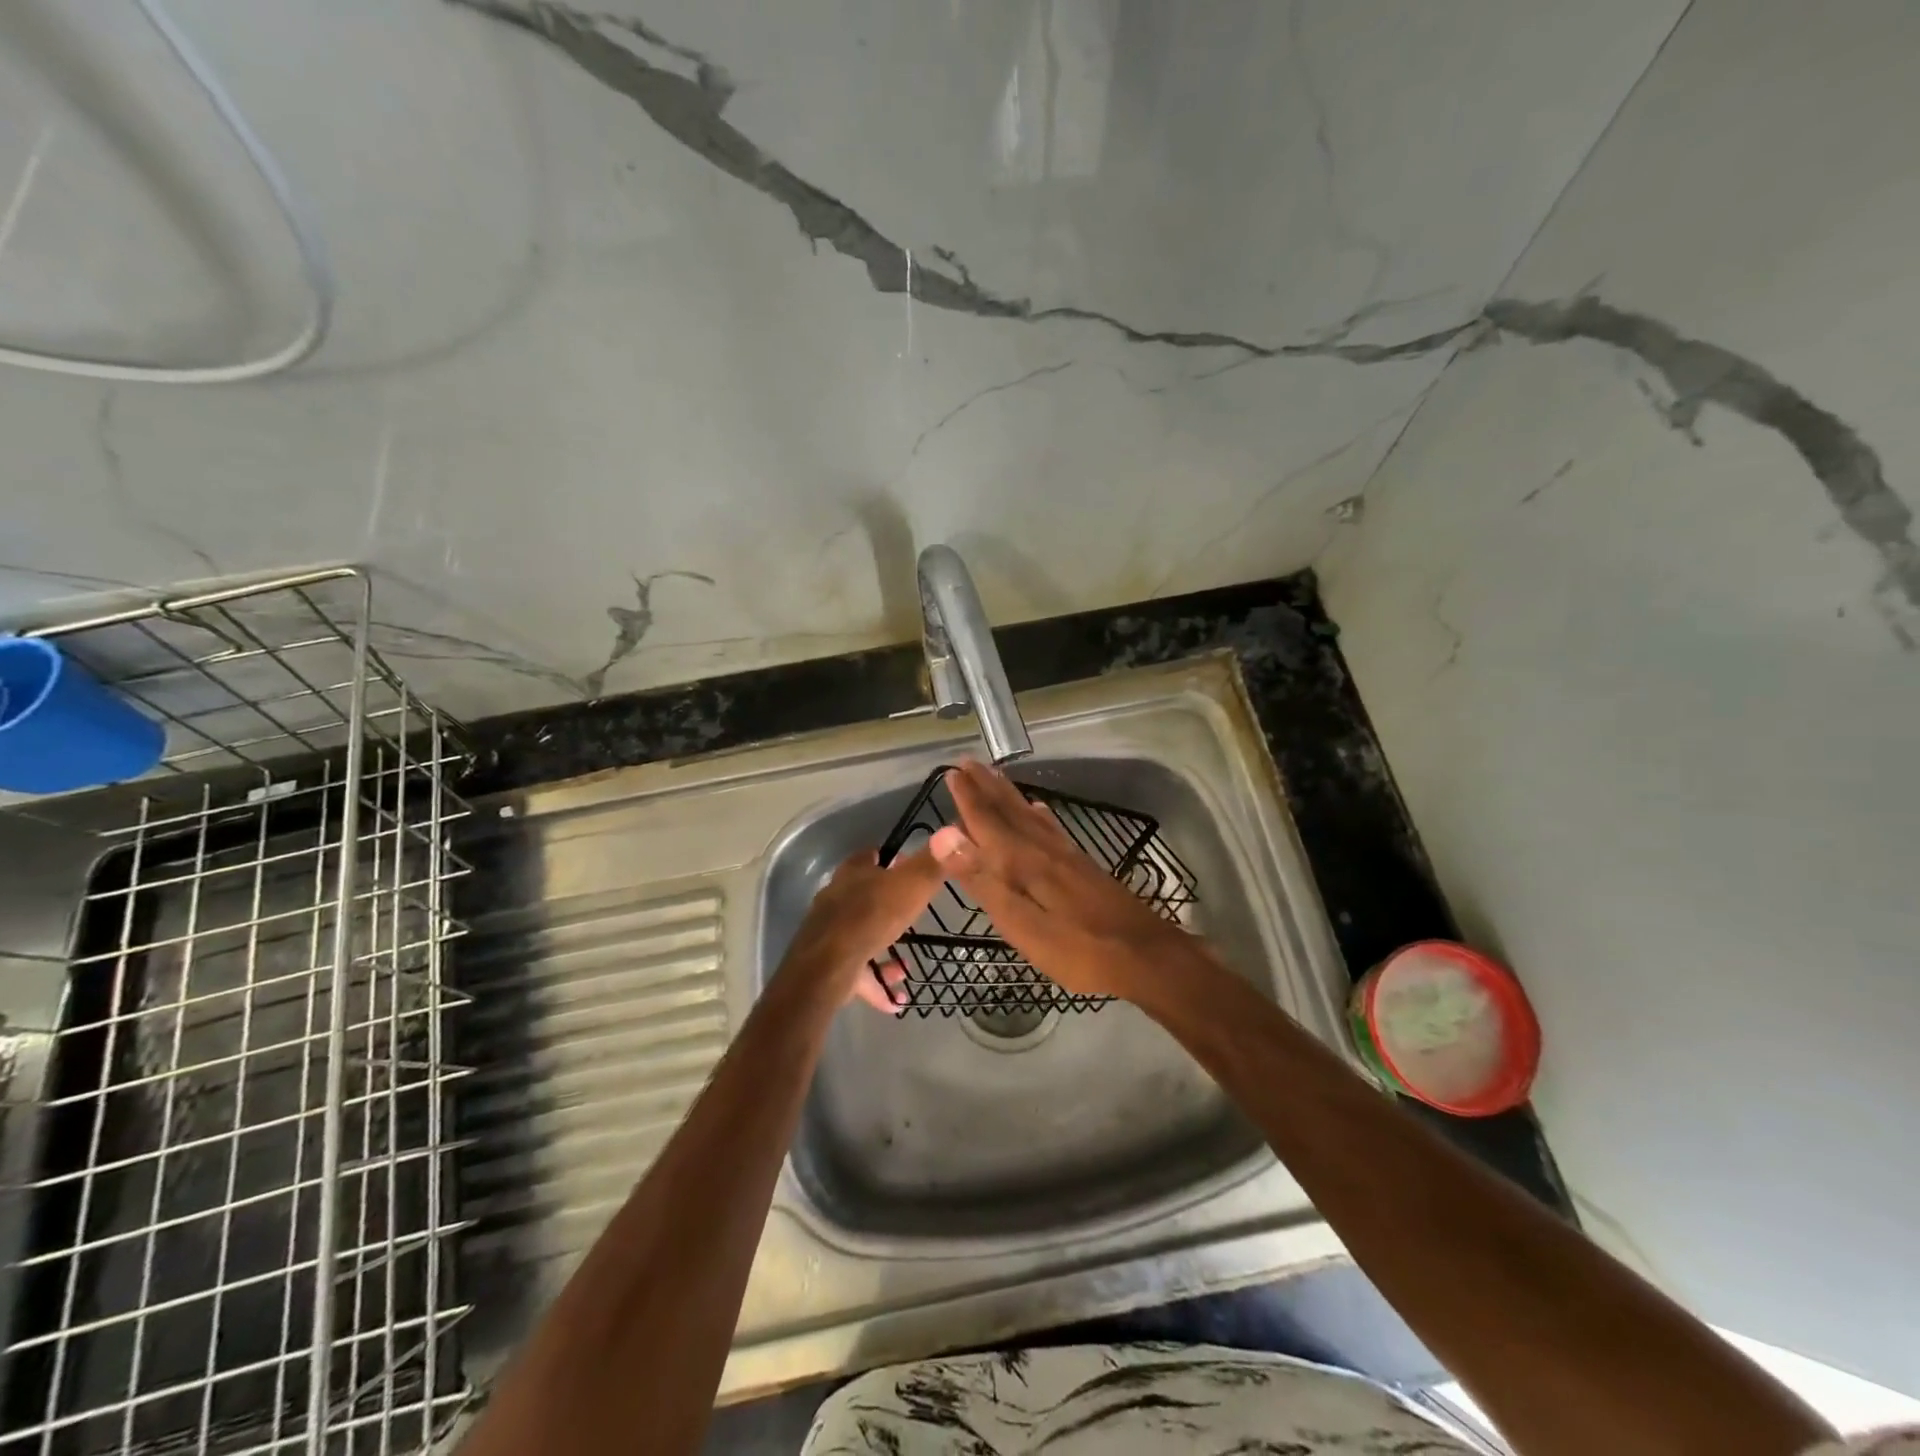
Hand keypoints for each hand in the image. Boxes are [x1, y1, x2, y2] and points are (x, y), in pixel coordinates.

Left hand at [781, 847, 943, 1010]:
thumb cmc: (873, 916)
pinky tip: (895, 1001)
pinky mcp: (826, 964)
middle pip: (863, 896)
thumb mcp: (912, 885)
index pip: (869, 856)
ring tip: (904, 968)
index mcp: (853, 873)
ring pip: (860, 937)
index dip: (888, 859)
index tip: (906, 867)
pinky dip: (875, 985)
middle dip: (888, 909)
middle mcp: (835, 898)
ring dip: (883, 952)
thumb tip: (951, 833)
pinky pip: (856, 973)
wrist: (829, 965)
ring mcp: (827, 932)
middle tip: (911, 918)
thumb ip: (931, 863)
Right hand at [929, 760, 1190, 999]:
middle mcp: (1045, 850)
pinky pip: (1053, 829)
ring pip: (1031, 816)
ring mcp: (1068, 857)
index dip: (968, 799)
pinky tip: (1040, 811)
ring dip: (1009, 795)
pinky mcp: (1084, 867)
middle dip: (986, 788)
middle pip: (1011, 812)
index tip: (951, 772)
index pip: (988, 822)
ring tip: (994, 776)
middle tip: (967, 762)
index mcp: (1024, 862)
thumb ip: (983, 879)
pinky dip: (1040, 815)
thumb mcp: (1022, 924)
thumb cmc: (1078, 949)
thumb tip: (944, 836)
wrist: (1147, 956)